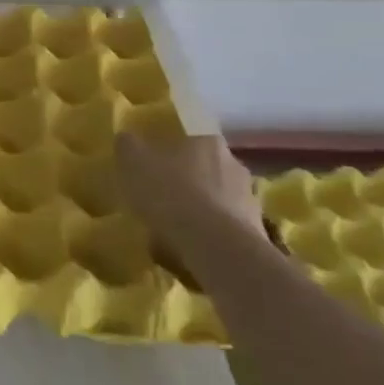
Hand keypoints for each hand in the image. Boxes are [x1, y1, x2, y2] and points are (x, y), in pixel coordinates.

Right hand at [117, 133, 265, 239]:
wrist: (217, 248)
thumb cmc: (172, 194)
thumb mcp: (133, 163)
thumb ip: (128, 146)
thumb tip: (127, 139)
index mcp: (207, 140)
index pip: (191, 134)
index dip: (173, 147)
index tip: (157, 160)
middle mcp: (234, 163)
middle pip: (207, 167)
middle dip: (188, 179)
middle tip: (163, 195)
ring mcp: (249, 200)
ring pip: (218, 198)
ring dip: (201, 209)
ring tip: (174, 229)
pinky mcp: (256, 234)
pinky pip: (226, 229)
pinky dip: (209, 236)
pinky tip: (189, 250)